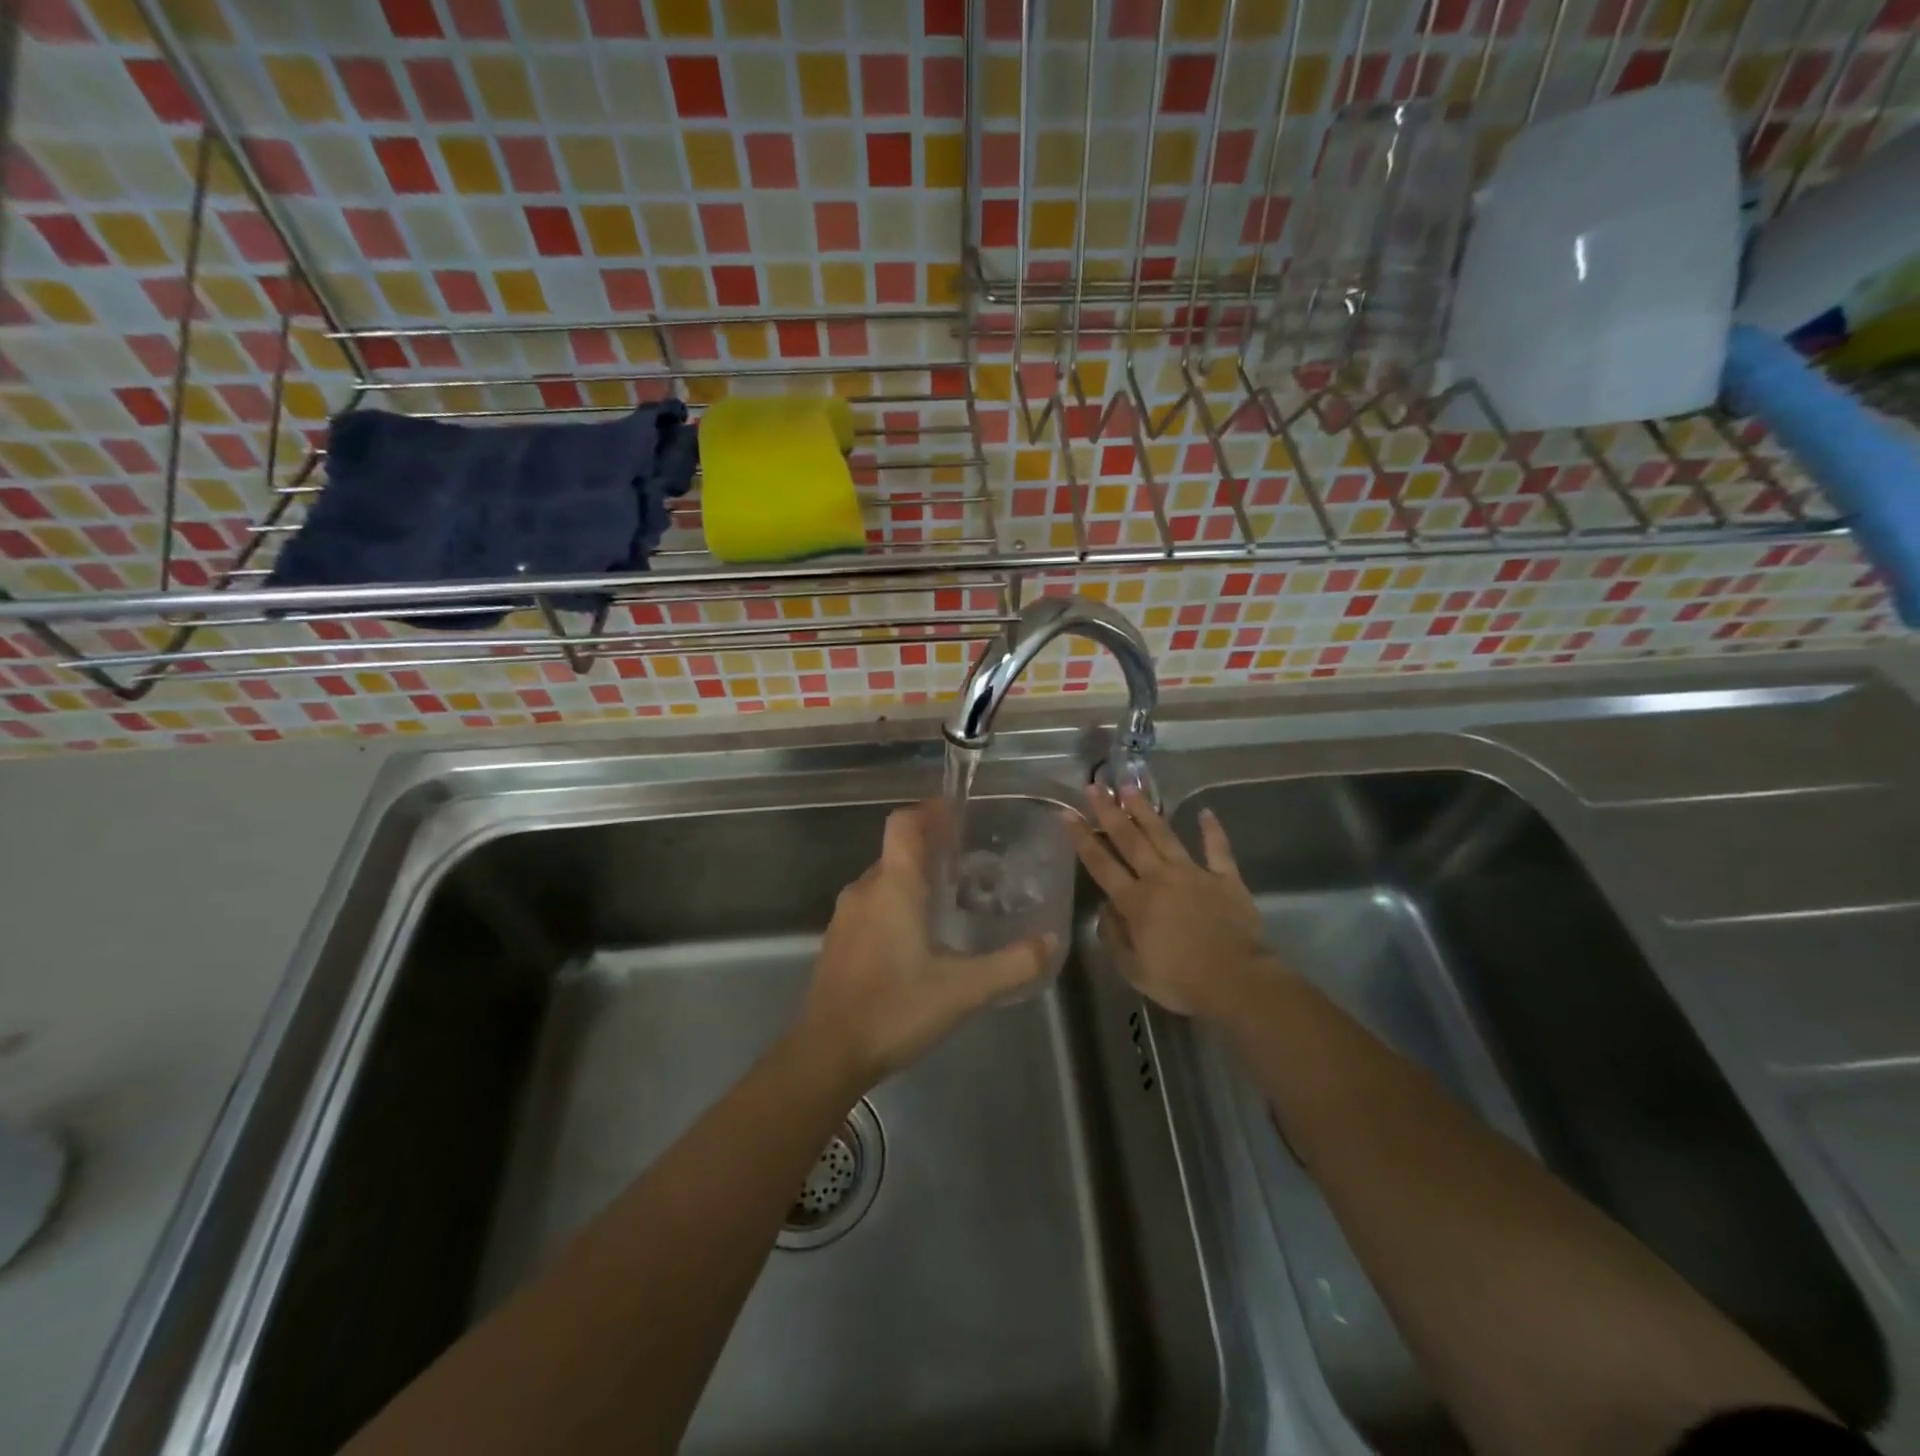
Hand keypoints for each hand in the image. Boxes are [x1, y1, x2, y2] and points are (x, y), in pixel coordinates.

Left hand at [793, 802, 1055, 1089]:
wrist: (826, 1054)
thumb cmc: (894, 1009)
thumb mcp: (963, 990)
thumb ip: (1011, 965)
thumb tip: (1049, 942)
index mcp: (893, 886)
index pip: (904, 823)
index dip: (930, 811)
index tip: (958, 812)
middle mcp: (865, 890)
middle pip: (897, 851)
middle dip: (930, 849)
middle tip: (968, 863)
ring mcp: (845, 916)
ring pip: (882, 880)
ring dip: (913, 879)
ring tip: (949, 900)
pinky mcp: (837, 942)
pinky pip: (870, 906)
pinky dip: (895, 905)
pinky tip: (917, 939)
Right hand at [1070, 785, 1280, 1021]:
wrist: (1237, 981)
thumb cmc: (1181, 981)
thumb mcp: (1134, 970)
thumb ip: (1114, 937)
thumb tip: (1105, 909)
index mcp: (1135, 901)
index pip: (1101, 864)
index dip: (1082, 838)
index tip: (1067, 813)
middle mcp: (1160, 878)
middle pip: (1130, 839)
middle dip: (1109, 811)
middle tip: (1095, 787)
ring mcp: (1194, 874)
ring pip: (1164, 835)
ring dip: (1146, 810)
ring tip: (1130, 786)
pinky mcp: (1225, 878)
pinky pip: (1217, 849)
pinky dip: (1212, 831)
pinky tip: (1206, 812)